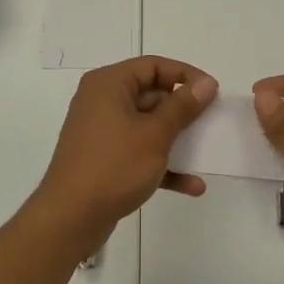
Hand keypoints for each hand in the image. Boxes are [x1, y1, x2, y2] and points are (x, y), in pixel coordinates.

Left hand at [34, 57, 217, 239]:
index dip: (185, 75)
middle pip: (151, 95)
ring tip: (207, 153)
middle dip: (183, 111)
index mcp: (109, 84)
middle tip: (212, 123)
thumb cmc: (114, 166)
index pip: (153, 65)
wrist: (70, 217)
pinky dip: (162, 164)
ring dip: (177, 141)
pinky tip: (191, 185)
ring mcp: (102, 132)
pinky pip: (139, 152)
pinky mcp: (105, 159)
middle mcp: (102, 102)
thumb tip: (206, 83)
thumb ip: (183, 106)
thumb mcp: (155, 134)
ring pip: (148, 126)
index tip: (213, 92)